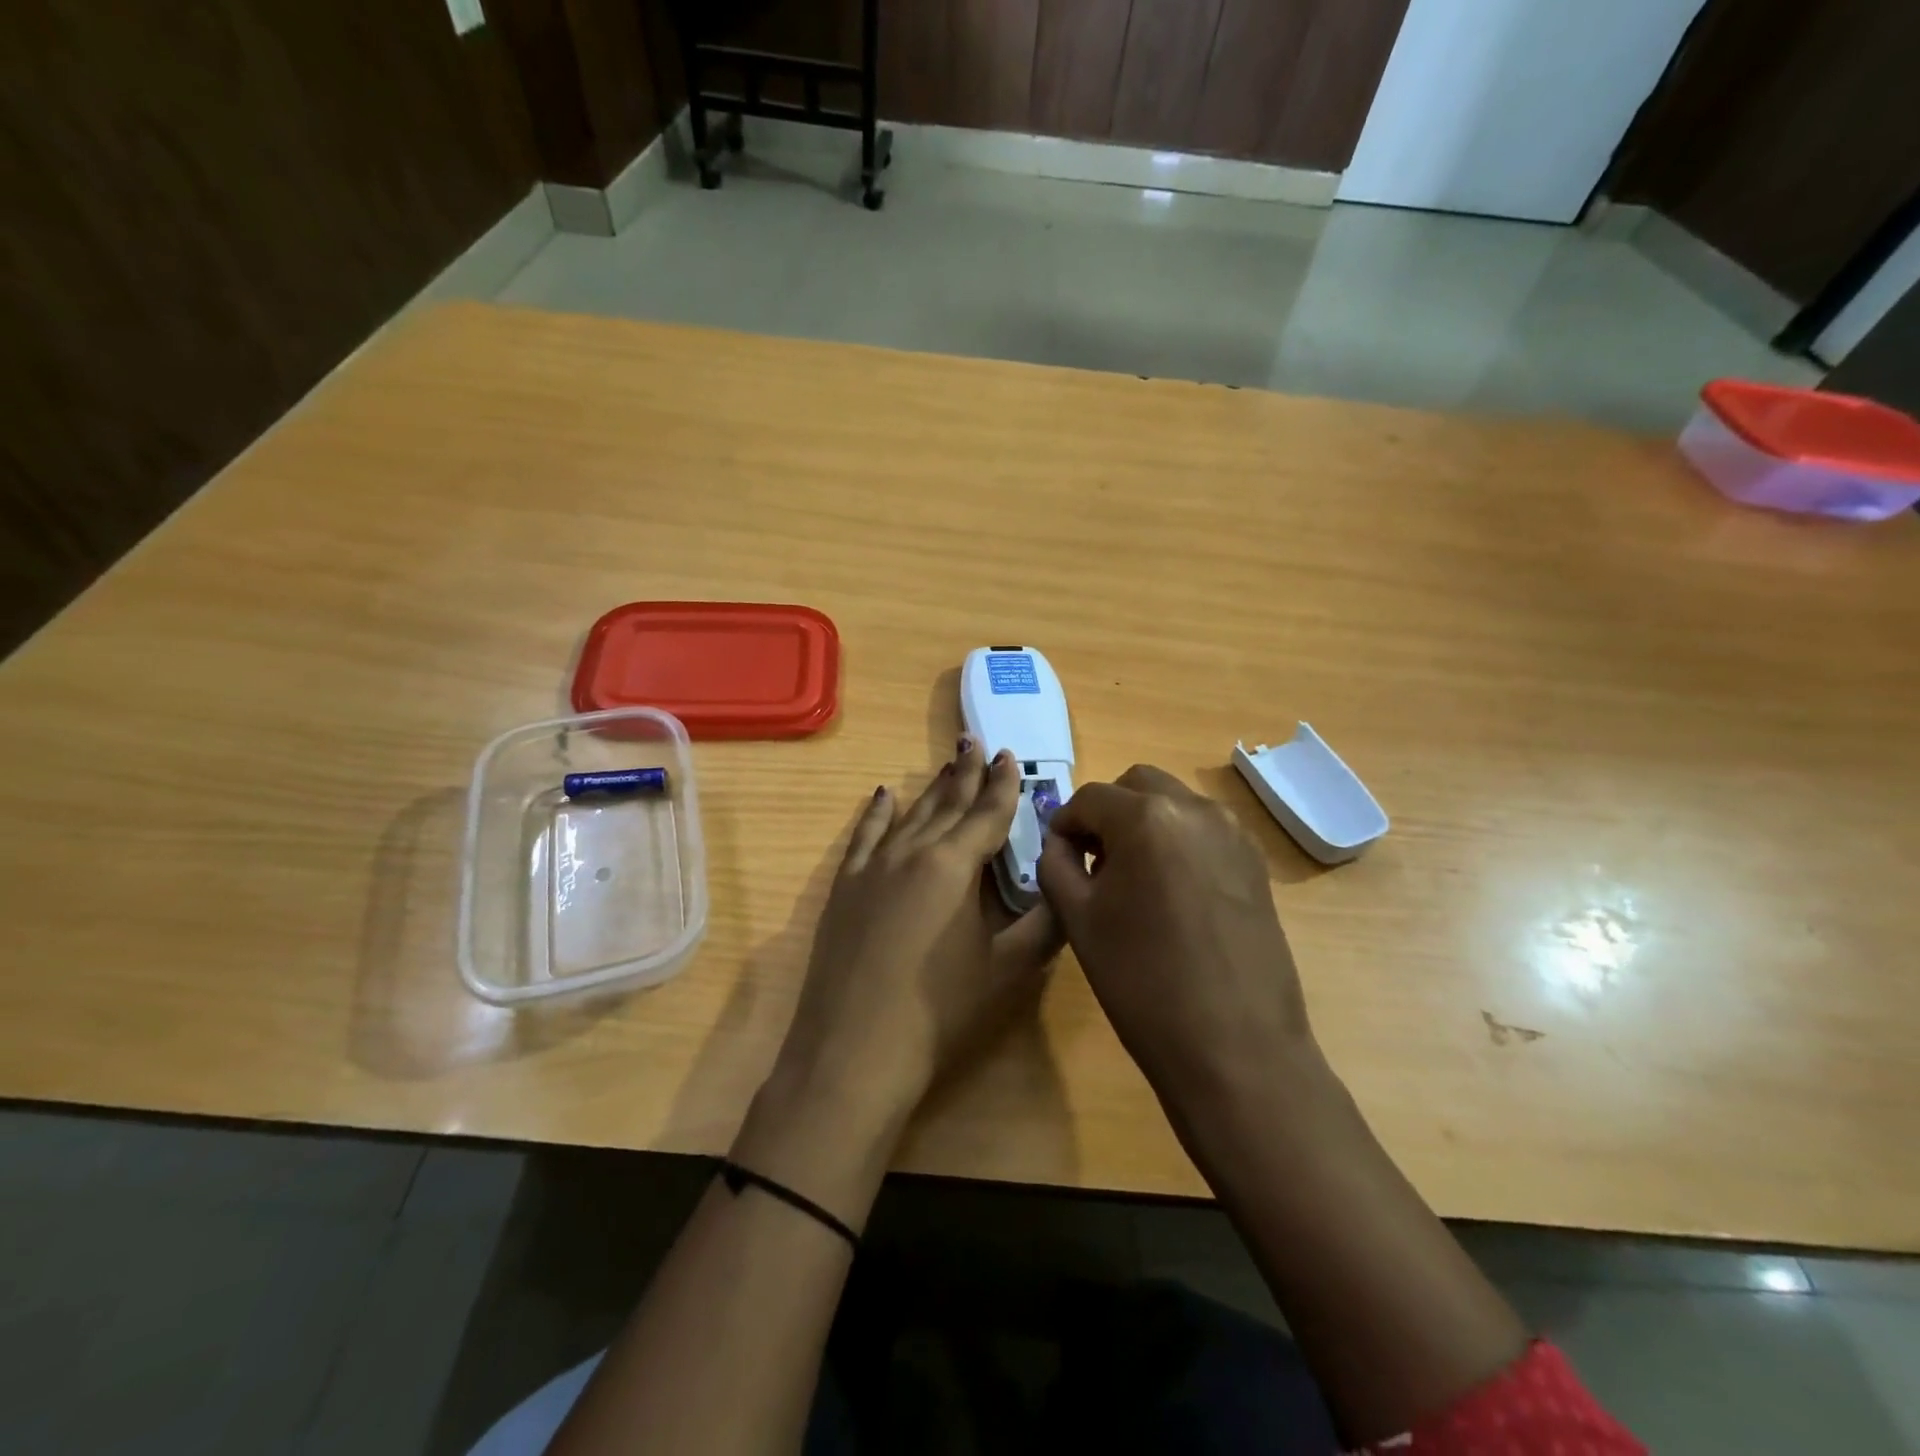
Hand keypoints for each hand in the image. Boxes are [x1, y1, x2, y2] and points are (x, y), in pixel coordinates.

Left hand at [771, 738, 1063, 1126]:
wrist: (853, 1051)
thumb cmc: (940, 1013)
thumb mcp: (1007, 970)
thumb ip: (1044, 925)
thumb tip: (1068, 889)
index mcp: (954, 865)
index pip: (988, 813)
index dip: (1004, 785)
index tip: (1012, 756)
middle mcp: (913, 851)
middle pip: (948, 803)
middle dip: (968, 773)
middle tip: (979, 743)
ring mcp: (873, 866)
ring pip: (911, 813)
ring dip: (933, 788)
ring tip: (948, 763)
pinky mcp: (845, 886)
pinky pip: (865, 835)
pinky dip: (878, 812)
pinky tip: (884, 794)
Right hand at [1036, 765, 1316, 1110]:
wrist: (1235, 1048)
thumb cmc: (1142, 982)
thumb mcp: (1078, 920)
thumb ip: (1056, 865)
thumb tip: (1061, 843)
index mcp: (1147, 818)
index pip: (1090, 798)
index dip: (1064, 823)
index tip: (1057, 856)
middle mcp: (1195, 809)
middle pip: (1137, 786)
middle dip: (1107, 812)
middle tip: (1092, 859)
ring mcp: (1233, 833)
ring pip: (1174, 803)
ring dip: (1144, 823)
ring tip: (1132, 878)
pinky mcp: (1255, 862)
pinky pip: (1204, 830)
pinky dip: (1177, 841)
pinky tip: (1170, 892)